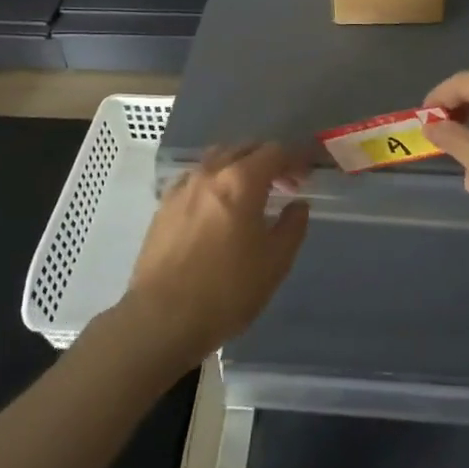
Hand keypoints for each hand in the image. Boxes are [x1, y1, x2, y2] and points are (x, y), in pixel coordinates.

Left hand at [119, 143, 310, 369]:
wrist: (161, 319)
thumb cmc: (226, 291)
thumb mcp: (274, 263)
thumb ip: (292, 227)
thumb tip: (297, 205)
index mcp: (241, 181)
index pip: (275, 152)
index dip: (295, 159)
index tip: (307, 174)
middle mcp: (210, 173)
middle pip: (244, 148)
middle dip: (269, 159)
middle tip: (285, 184)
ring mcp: (182, 187)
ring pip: (217, 158)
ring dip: (240, 166)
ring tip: (251, 192)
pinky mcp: (163, 205)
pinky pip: (195, 177)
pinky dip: (214, 180)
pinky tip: (217, 206)